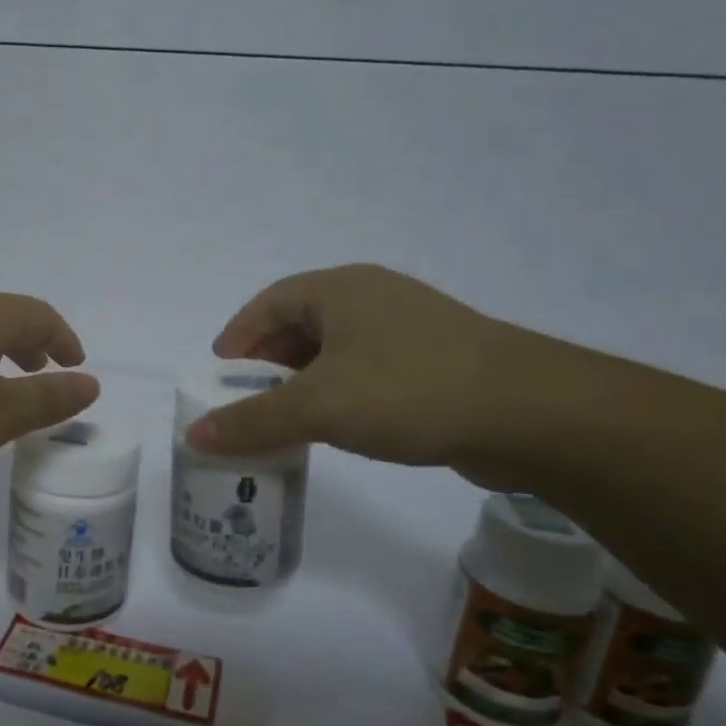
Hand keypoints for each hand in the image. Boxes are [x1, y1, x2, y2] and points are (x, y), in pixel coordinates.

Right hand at [185, 264, 520, 469]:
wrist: (531, 413)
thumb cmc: (410, 390)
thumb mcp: (319, 407)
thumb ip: (253, 421)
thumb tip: (194, 435)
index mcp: (340, 290)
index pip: (269, 302)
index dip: (238, 335)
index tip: (219, 373)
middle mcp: (372, 298)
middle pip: (300, 324)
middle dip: (268, 363)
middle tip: (247, 400)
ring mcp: (408, 329)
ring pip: (336, 350)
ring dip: (304, 382)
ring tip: (285, 419)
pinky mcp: (434, 362)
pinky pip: (367, 371)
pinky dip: (339, 394)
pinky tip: (338, 426)